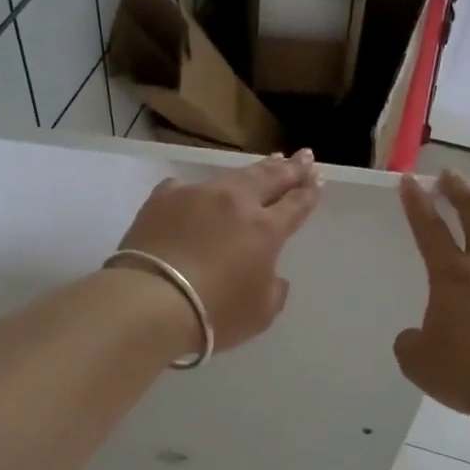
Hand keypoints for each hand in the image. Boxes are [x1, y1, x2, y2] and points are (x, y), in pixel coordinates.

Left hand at [115, 152, 324, 352]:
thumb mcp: (260, 313)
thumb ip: (273, 289)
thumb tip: (271, 274)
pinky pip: (188, 188)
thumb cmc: (214, 313)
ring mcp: (198, 195)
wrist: (151, 301)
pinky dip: (201, 190)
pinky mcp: (163, 198)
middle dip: (291, 167)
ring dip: (255, 169)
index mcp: (266, 229)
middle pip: (270, 178)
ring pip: (233, 176)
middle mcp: (235, 202)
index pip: (296, 204)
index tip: (318, 178)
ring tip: (269, 160)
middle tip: (304, 156)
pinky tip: (200, 191)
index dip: (309, 191)